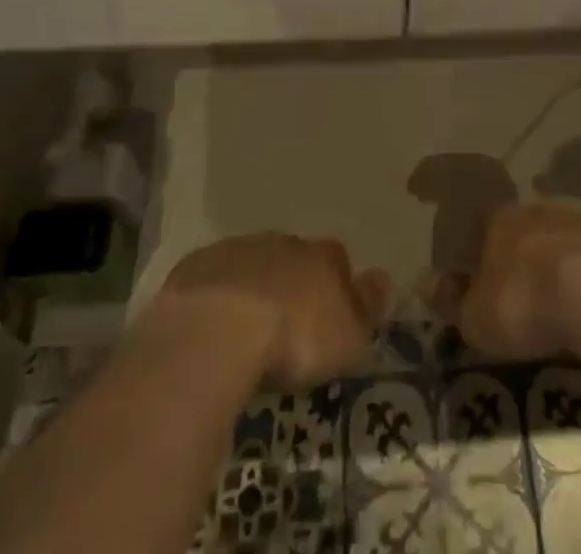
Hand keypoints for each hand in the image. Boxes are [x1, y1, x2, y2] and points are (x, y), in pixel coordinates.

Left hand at [153, 234, 391, 389]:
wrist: (219, 329)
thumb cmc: (295, 337)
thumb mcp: (348, 337)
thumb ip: (367, 307)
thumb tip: (383, 278)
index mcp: (321, 256)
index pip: (337, 259)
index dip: (335, 285)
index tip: (330, 315)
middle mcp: (282, 242)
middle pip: (293, 258)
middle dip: (291, 282)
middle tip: (286, 325)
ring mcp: (237, 250)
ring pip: (252, 263)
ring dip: (253, 287)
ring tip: (246, 331)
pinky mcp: (197, 267)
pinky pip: (213, 279)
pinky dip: (216, 297)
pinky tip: (211, 328)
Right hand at [457, 204, 580, 360]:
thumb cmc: (527, 303)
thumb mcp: (477, 317)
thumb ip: (453, 301)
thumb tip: (428, 284)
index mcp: (500, 221)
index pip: (481, 226)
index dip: (479, 250)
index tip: (479, 275)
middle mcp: (540, 211)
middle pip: (525, 228)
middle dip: (523, 254)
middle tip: (524, 289)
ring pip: (565, 238)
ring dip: (562, 262)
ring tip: (564, 299)